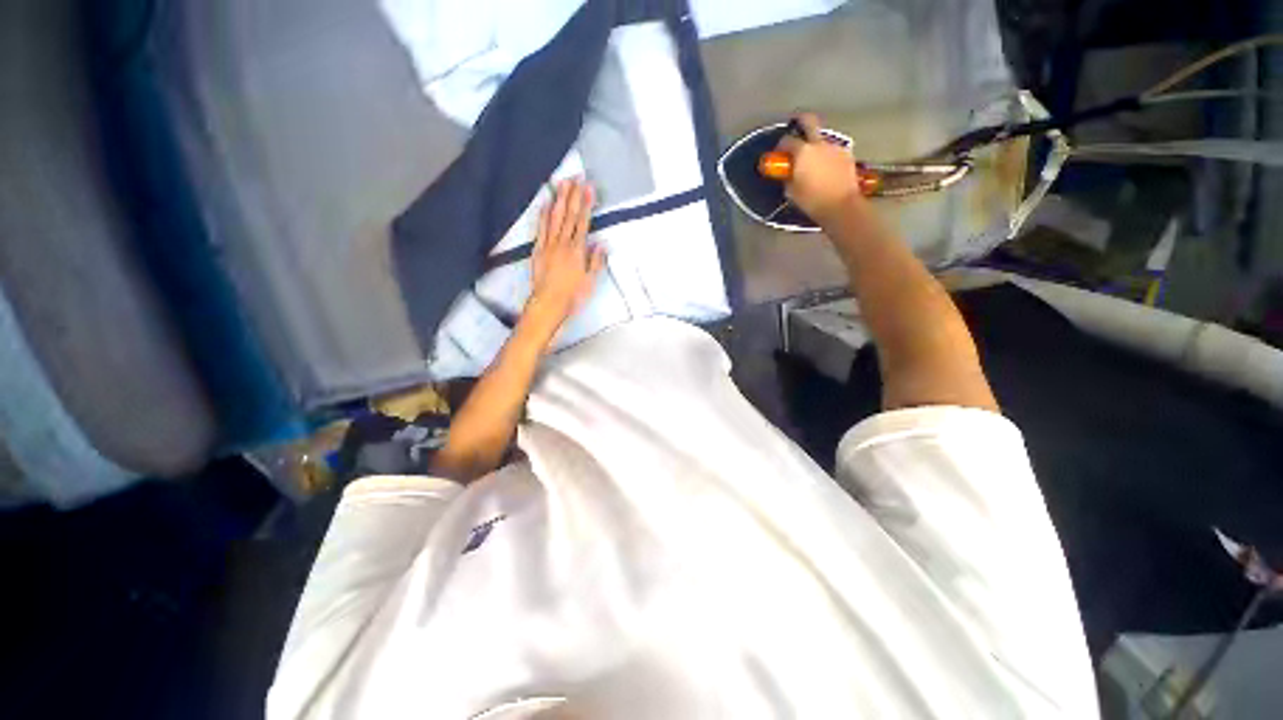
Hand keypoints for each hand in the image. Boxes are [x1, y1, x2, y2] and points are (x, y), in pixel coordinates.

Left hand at [524, 179, 604, 338]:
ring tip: (562, 184)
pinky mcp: (538, 250)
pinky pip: (541, 229)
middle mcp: (562, 244)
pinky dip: (543, 216)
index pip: (583, 222)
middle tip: (575, 177)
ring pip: (554, 218)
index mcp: (577, 251)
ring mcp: (549, 245)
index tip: (588, 188)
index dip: (586, 204)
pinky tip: (545, 204)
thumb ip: (595, 261)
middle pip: (568, 215)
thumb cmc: (572, 296)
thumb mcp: (590, 281)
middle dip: (573, 195)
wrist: (548, 304)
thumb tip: (600, 244)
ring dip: (558, 200)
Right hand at [776, 113, 866, 222]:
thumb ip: (788, 176)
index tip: (778, 154)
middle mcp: (819, 144)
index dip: (780, 146)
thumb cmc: (812, 200)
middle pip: (809, 121)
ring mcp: (835, 147)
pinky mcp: (847, 155)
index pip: (787, 141)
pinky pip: (832, 150)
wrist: (840, 205)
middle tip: (796, 124)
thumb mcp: (791, 191)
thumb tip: (788, 172)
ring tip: (812, 160)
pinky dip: (826, 155)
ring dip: (815, 145)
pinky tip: (825, 168)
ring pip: (822, 139)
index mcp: (802, 151)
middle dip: (801, 120)